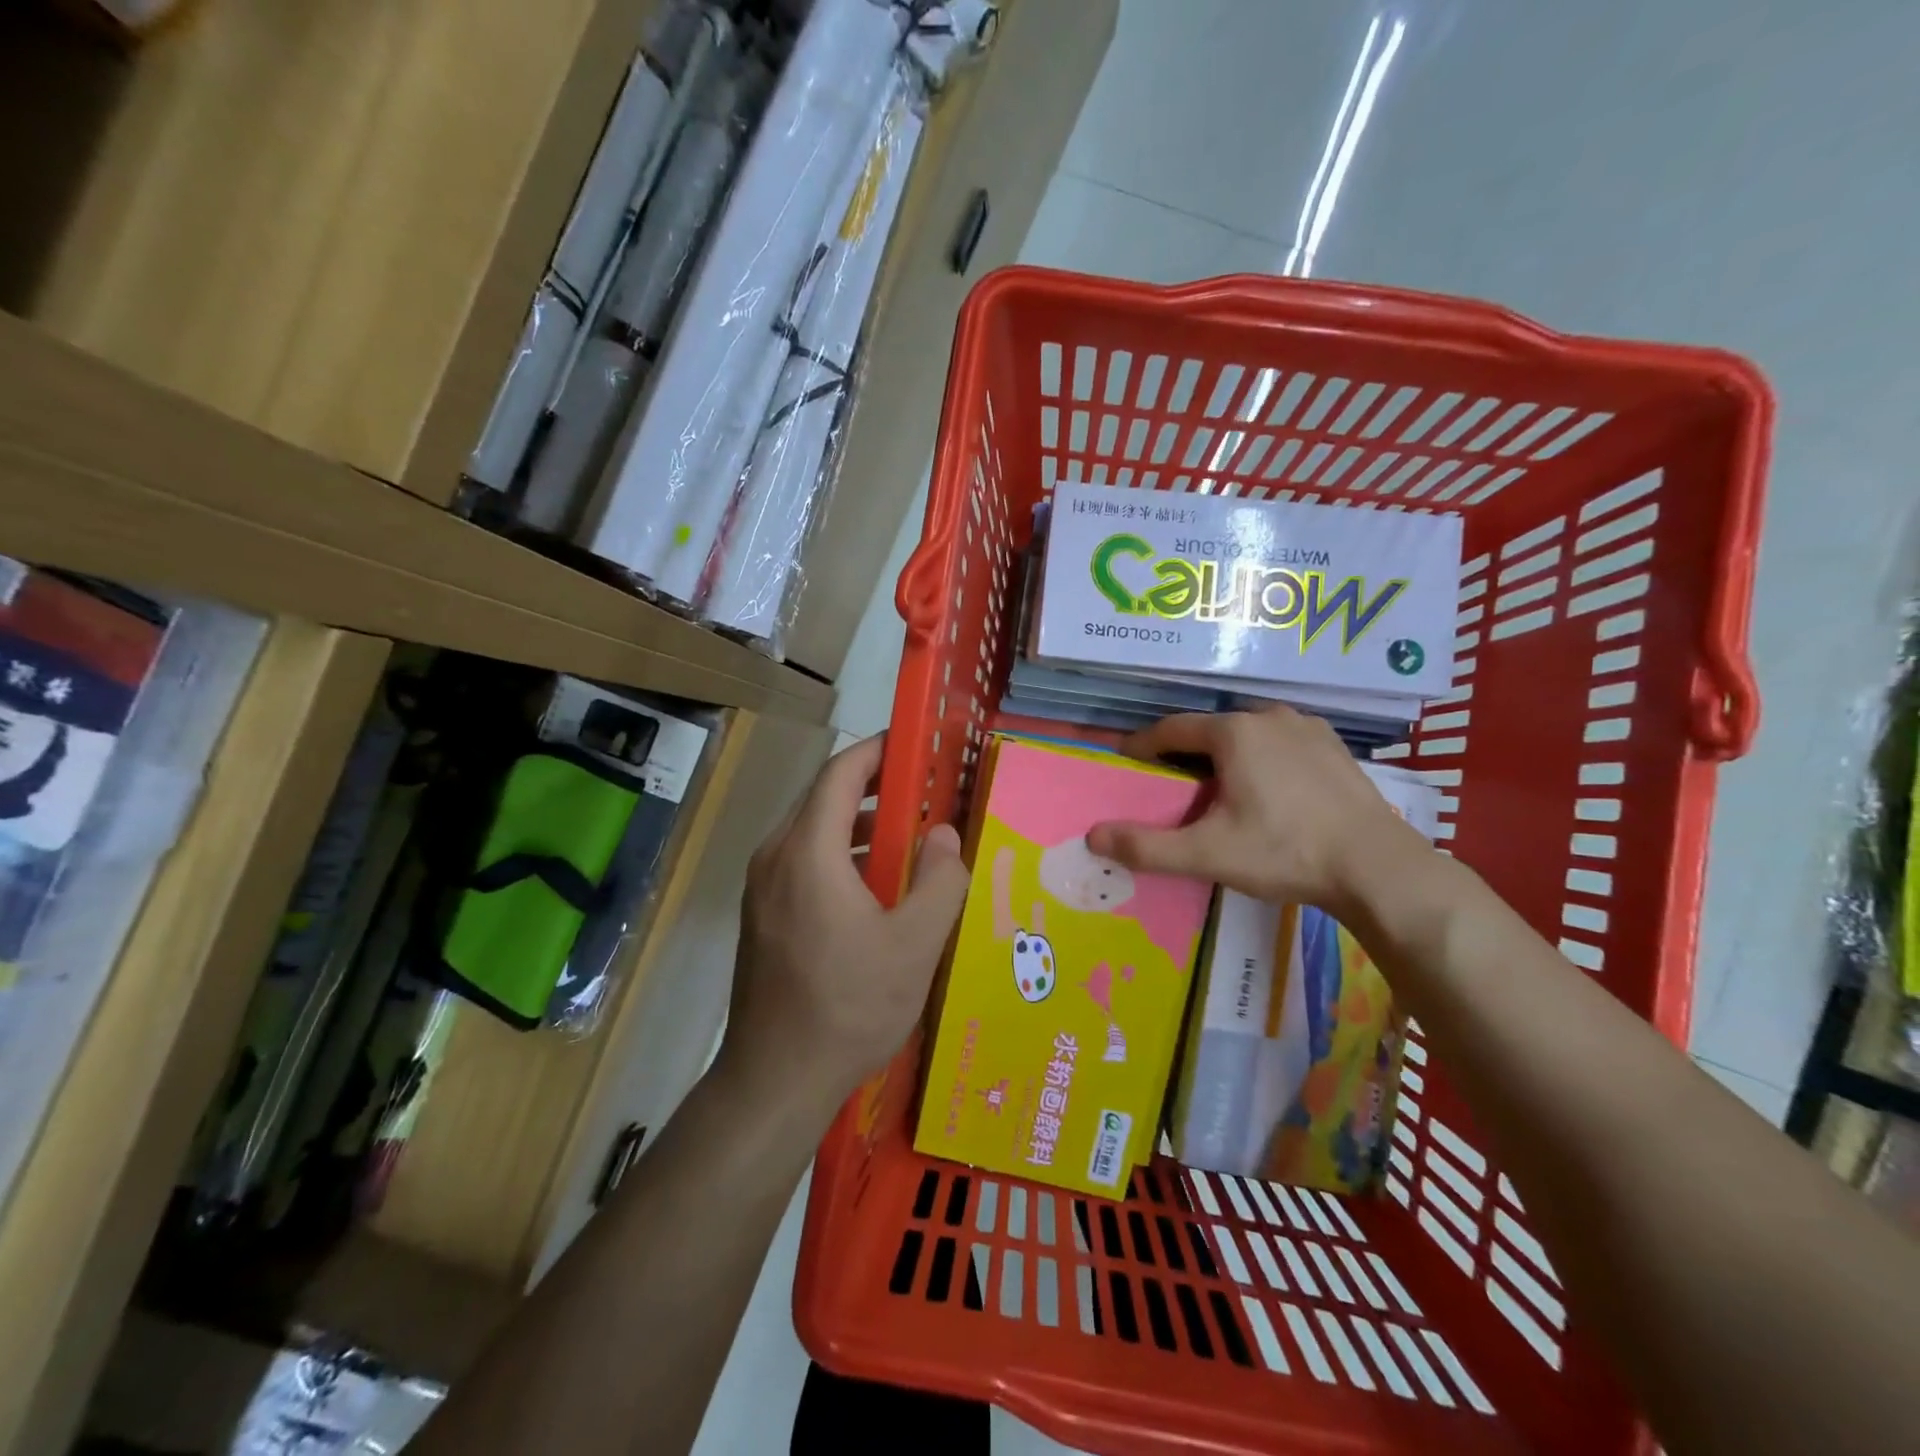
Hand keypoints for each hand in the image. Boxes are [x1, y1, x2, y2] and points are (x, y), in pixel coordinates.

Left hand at [721, 734, 969, 1110]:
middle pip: (824, 799)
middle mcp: (775, 858)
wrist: (775, 1080)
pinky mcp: (762, 916)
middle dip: (875, 788)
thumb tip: (944, 834)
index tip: (916, 746)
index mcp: (807, 851)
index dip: (877, 751)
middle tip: (925, 792)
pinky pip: (803, 863)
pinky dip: (841, 855)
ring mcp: (762, 888)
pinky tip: (877, 888)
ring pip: (813, 833)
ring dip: (859, 825)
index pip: (840, 773)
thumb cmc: (849, 1007)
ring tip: (910, 839)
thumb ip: (940, 880)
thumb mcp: (915, 944)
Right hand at [1086, 706, 1427, 914]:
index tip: (1127, 764)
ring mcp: (1307, 728)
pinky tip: (1268, 788)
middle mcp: (1268, 717)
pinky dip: (1262, 757)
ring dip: (1225, 753)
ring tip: (1218, 787)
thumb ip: (1146, 846)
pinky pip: (1281, 742)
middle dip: (1185, 752)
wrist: (1378, 867)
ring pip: (1247, 734)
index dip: (1143, 746)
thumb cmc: (1284, 852)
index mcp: (1233, 732)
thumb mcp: (1207, 854)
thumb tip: (1092, 836)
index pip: (1171, 729)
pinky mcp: (1334, 747)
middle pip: (1209, 730)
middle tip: (1171, 785)